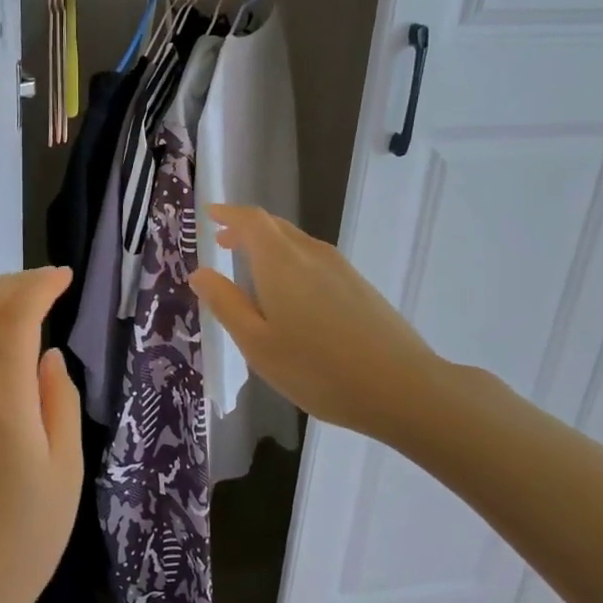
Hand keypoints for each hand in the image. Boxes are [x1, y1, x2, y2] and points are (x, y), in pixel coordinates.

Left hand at [0, 268, 82, 602]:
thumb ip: (59, 401)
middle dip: (14, 282)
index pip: (15, 319)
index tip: (65, 276)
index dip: (39, 287)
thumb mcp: (66, 470)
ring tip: (21, 292)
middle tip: (48, 279)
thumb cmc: (29, 535)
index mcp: (3, 404)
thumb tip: (47, 356)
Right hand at [189, 205, 443, 443]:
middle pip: (274, 226)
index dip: (228, 214)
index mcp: (280, 261)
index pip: (251, 220)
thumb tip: (200, 272)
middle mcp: (311, 253)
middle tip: (223, 243)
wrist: (402, 387)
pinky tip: (290, 295)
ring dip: (268, 247)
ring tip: (250, 269)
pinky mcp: (359, 285)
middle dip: (245, 230)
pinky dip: (290, 262)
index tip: (210, 216)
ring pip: (296, 243)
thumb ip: (226, 303)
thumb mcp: (257, 343)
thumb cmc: (317, 369)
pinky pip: (314, 259)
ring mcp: (340, 268)